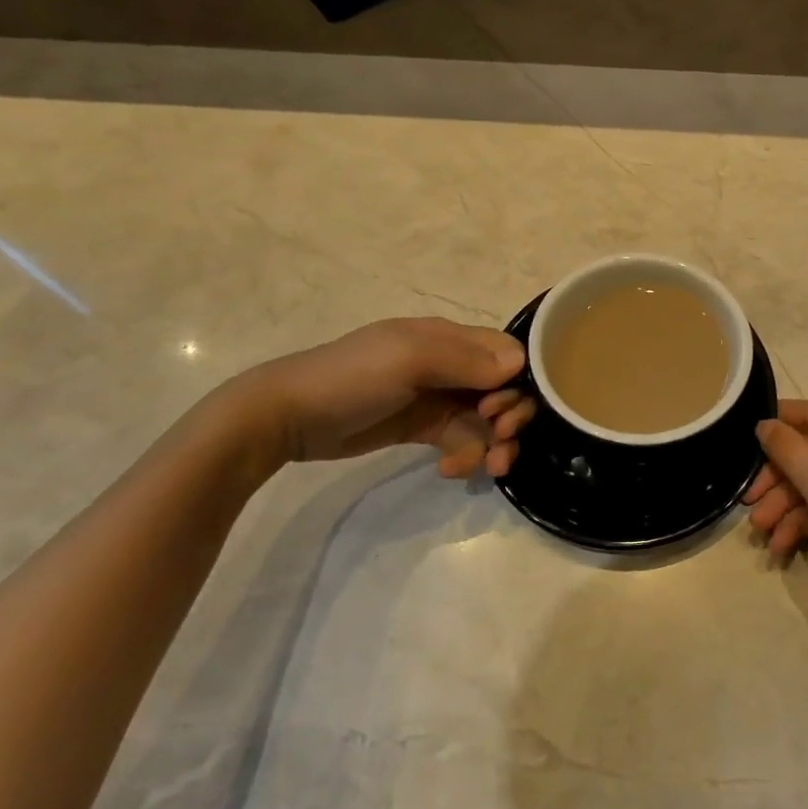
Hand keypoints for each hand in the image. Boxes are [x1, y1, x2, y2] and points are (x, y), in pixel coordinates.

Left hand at [231, 318, 536, 476]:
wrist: (288, 417)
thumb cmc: (352, 378)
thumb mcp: (408, 359)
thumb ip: (464, 360)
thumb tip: (518, 367)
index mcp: (449, 338)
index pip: (507, 353)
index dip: (517, 383)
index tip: (499, 413)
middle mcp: (450, 364)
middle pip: (503, 390)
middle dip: (509, 419)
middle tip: (499, 445)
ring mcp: (437, 397)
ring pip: (486, 420)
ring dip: (492, 445)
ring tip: (483, 470)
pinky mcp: (424, 427)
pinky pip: (462, 440)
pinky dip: (465, 456)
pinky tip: (448, 470)